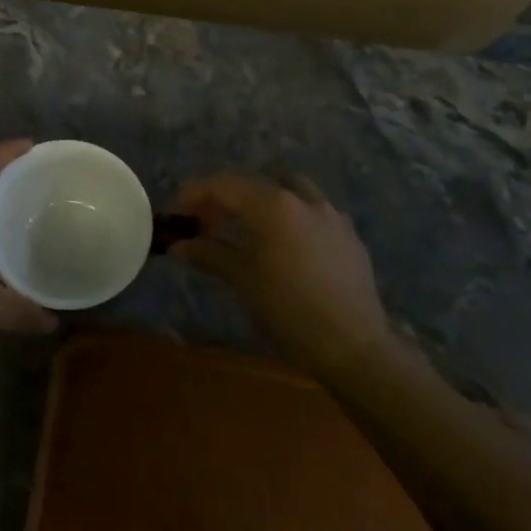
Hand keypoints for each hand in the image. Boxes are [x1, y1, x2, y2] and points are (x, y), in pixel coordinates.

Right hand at [168, 174, 390, 375]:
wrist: (354, 346)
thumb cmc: (289, 310)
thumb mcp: (243, 280)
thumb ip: (209, 254)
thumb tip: (177, 245)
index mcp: (273, 205)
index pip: (223, 185)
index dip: (194, 194)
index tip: (177, 213)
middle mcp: (302, 199)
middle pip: (253, 184)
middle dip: (225, 199)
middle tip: (204, 222)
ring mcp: (330, 215)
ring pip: (289, 189)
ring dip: (262, 200)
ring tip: (246, 227)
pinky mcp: (348, 236)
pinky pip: (312, 211)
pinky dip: (290, 216)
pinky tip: (285, 244)